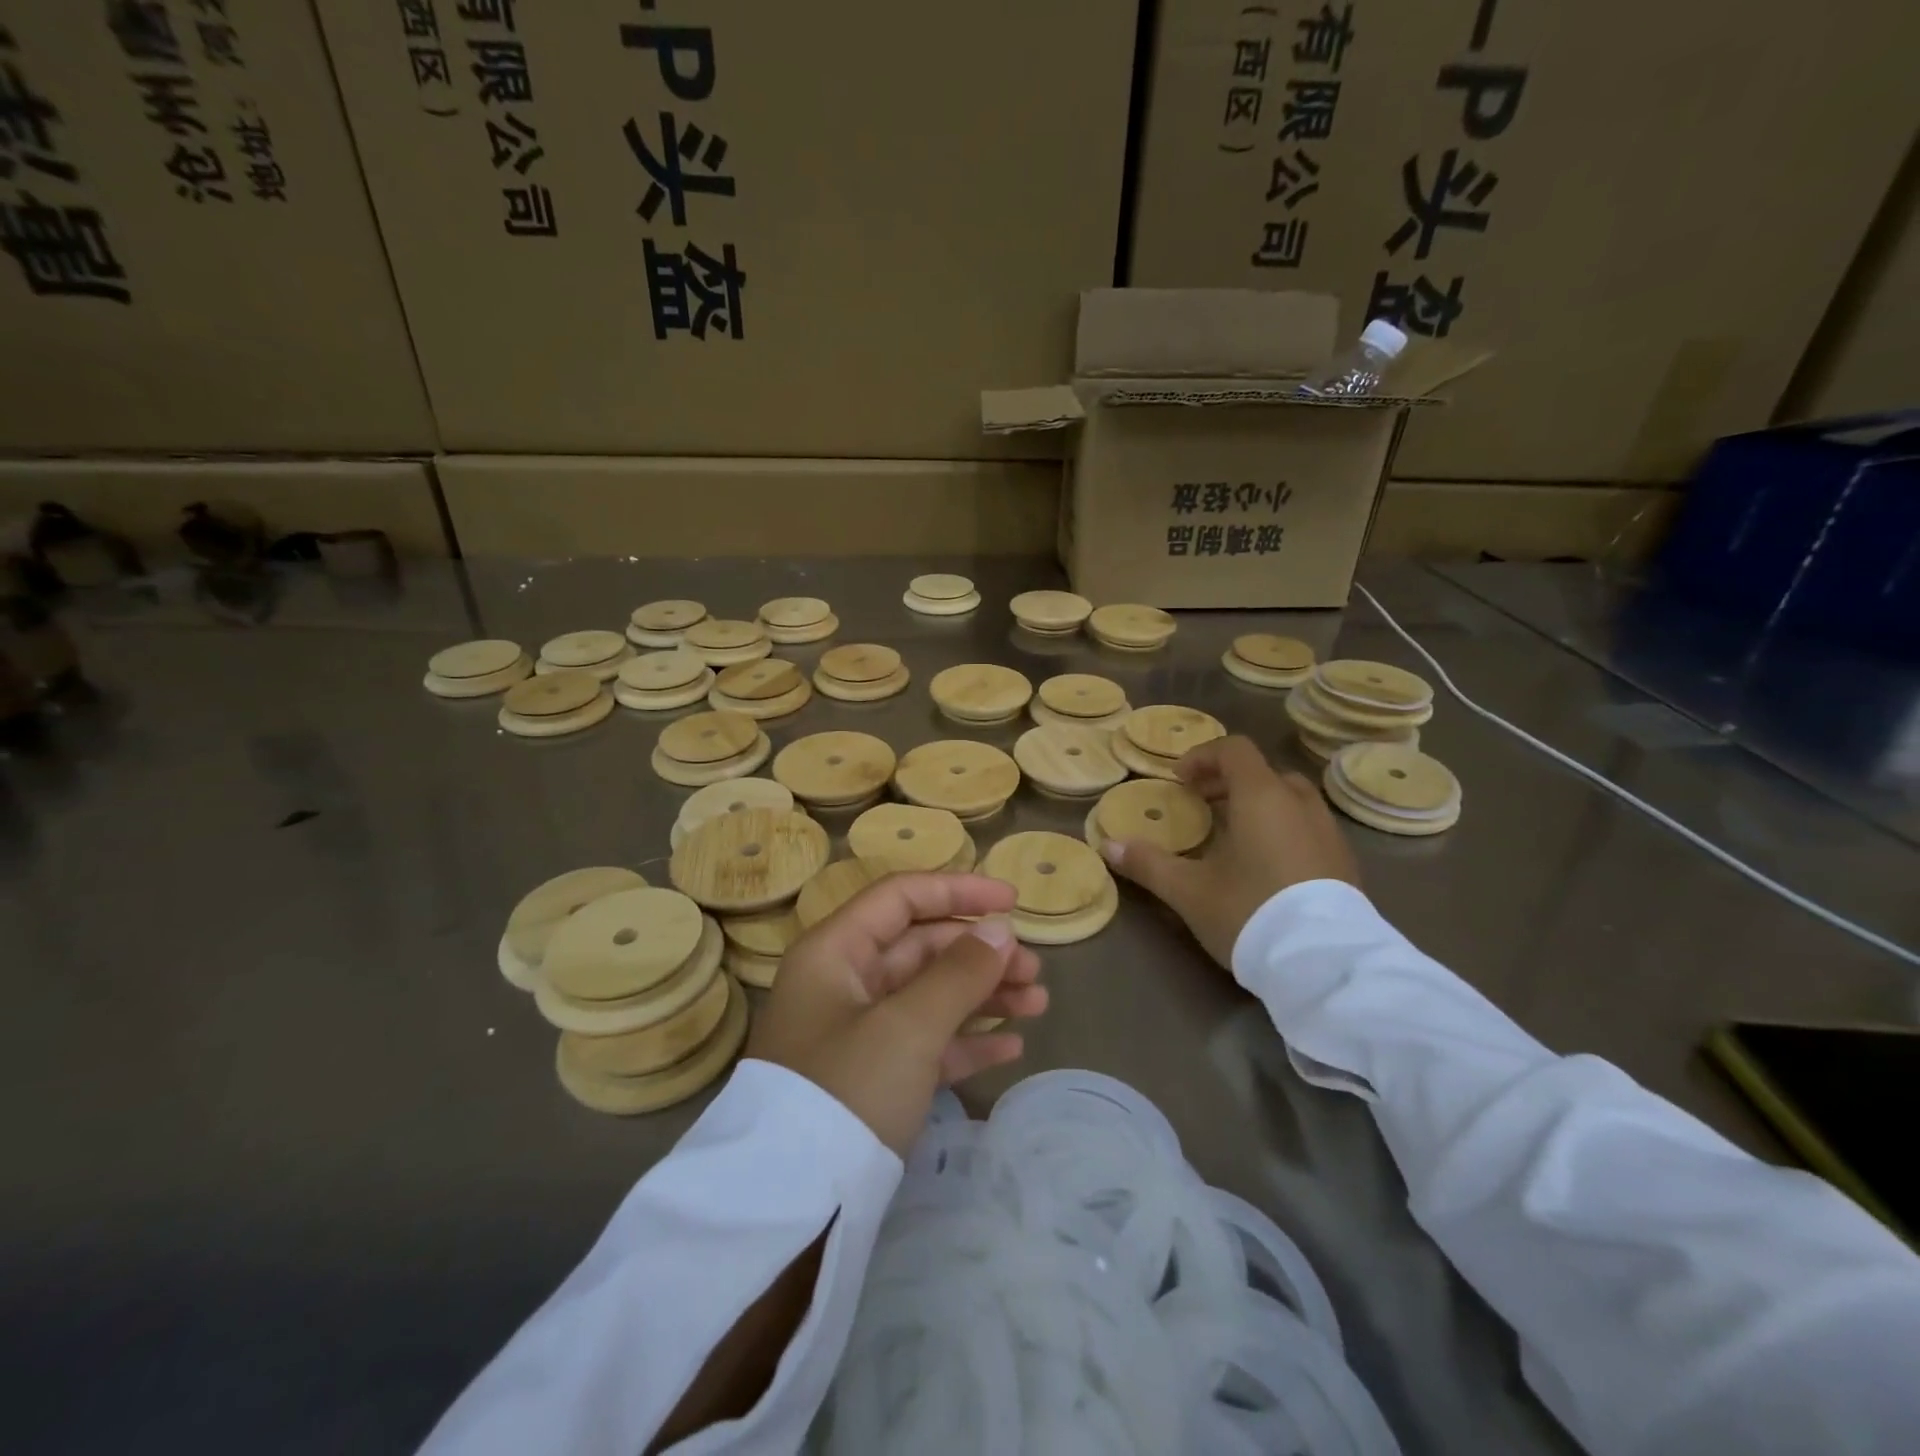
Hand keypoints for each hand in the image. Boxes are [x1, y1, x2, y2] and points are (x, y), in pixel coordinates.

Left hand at [745, 873, 1047, 1156]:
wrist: (793, 1209)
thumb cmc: (847, 1091)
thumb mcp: (908, 1026)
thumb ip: (959, 973)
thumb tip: (1000, 930)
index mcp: (835, 952)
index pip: (901, 897)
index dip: (958, 891)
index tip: (1012, 901)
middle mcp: (843, 982)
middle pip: (920, 946)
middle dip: (979, 953)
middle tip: (1033, 970)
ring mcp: (856, 1032)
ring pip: (928, 994)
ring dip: (982, 995)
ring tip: (1037, 1003)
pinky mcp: (871, 1078)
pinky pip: (925, 1042)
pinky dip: (965, 1040)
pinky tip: (1010, 1047)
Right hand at [1101, 735, 1358, 966]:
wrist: (1325, 965)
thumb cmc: (1250, 912)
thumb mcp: (1189, 891)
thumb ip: (1147, 863)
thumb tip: (1107, 846)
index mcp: (1262, 796)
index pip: (1234, 750)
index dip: (1202, 757)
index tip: (1179, 781)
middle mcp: (1300, 804)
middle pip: (1262, 773)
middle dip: (1228, 782)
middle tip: (1201, 805)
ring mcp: (1329, 832)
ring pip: (1290, 800)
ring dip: (1258, 805)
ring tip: (1232, 836)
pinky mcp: (1345, 862)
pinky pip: (1308, 827)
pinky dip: (1282, 829)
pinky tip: (1265, 867)